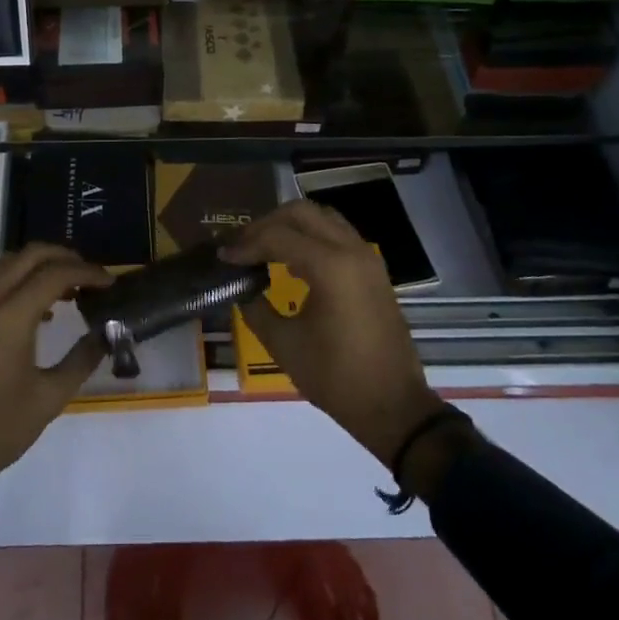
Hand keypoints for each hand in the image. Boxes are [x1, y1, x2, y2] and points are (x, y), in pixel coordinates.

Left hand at [0, 244, 111, 536]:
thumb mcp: (48, 399)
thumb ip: (81, 359)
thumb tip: (107, 334)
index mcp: (9, 317)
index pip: (55, 274)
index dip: (87, 272)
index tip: (110, 282)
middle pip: (29, 255)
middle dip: (64, 257)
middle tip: (90, 276)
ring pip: (9, 265)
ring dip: (40, 267)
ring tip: (69, 289)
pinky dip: (20, 282)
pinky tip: (39, 311)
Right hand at [221, 199, 447, 466]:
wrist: (394, 407)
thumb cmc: (337, 378)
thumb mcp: (285, 345)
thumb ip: (256, 307)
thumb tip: (242, 287)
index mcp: (330, 266)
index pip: (277, 236)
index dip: (246, 244)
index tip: (224, 258)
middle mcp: (350, 250)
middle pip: (300, 212)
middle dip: (266, 224)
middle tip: (243, 246)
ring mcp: (367, 257)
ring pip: (322, 217)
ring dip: (290, 225)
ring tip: (265, 247)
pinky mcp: (374, 269)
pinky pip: (337, 234)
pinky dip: (312, 236)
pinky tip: (293, 263)